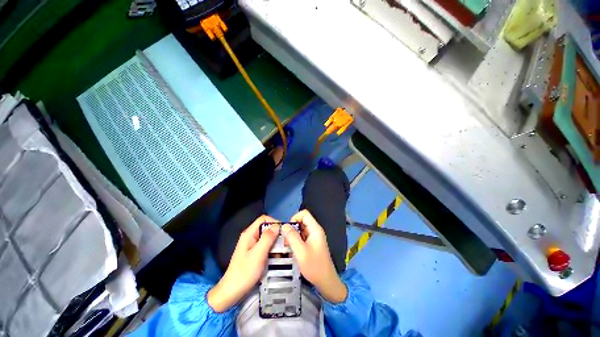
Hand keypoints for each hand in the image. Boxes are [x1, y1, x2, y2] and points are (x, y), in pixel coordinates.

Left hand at [208, 215, 279, 311]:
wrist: (231, 293)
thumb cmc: (244, 272)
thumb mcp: (258, 254)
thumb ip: (267, 238)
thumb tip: (277, 226)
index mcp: (249, 234)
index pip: (263, 219)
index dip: (274, 222)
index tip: (283, 231)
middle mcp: (251, 236)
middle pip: (266, 228)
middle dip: (277, 234)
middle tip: (285, 243)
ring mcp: (252, 245)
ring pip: (268, 238)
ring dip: (276, 243)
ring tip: (283, 251)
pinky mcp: (254, 254)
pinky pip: (266, 246)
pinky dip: (273, 250)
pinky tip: (277, 257)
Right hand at [283, 210, 346, 302]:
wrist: (326, 281)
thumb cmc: (314, 266)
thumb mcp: (301, 251)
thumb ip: (292, 237)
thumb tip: (284, 225)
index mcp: (315, 229)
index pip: (304, 214)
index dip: (295, 218)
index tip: (288, 230)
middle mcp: (315, 230)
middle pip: (302, 220)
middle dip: (293, 228)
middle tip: (286, 240)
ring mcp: (314, 237)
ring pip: (301, 229)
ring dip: (293, 235)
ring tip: (288, 245)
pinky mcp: (313, 243)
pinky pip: (303, 236)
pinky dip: (296, 240)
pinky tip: (293, 249)